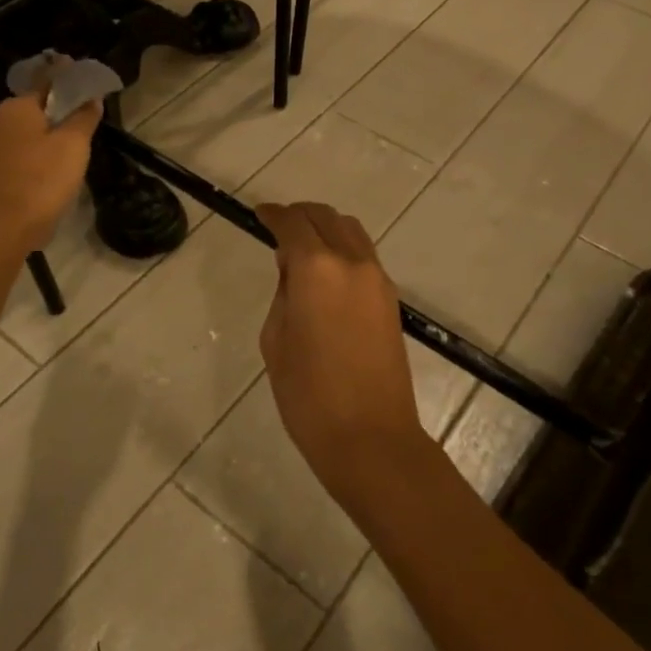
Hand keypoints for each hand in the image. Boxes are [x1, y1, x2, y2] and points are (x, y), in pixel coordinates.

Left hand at [0, 93, 101, 250]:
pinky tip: (44, 179)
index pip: (47, 81)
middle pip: (33, 110)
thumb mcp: (74, 147)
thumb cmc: (39, 182)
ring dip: (43, 142)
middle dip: (56, 115)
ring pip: (22, 136)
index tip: (86, 82)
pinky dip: (30, 162)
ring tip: (67, 159)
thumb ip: (84, 118)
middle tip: (83, 129)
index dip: (69, 79)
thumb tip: (91, 98)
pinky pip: (13, 159)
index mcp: (16, 106)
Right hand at [257, 201, 430, 517]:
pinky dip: (342, 249)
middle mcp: (352, 262)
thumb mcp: (276, 339)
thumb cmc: (308, 394)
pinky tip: (325, 273)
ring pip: (351, 231)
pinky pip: (364, 256)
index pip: (292, 223)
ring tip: (302, 248)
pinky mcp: (391, 299)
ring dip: (325, 228)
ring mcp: (378, 279)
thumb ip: (284, 292)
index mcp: (317, 268)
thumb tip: (293, 269)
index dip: (272, 214)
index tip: (259, 214)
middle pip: (326, 217)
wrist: (370, 437)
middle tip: (278, 226)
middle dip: (299, 215)